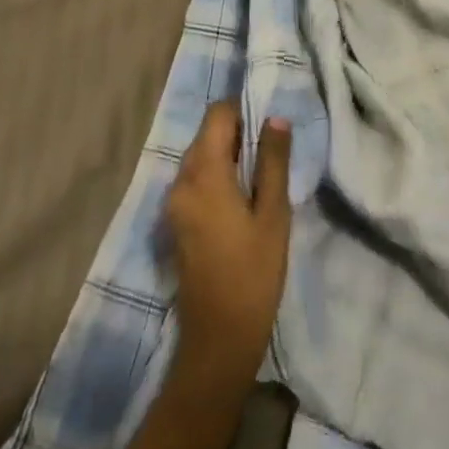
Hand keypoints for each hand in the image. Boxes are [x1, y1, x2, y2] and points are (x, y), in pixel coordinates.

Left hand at [165, 101, 291, 385]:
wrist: (219, 337)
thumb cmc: (254, 272)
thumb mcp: (273, 214)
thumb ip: (273, 161)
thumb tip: (275, 118)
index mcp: (204, 174)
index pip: (217, 116)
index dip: (242, 110)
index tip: (268, 123)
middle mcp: (181, 180)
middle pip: (205, 135)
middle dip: (236, 133)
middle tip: (270, 150)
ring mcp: (173, 203)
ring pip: (199, 157)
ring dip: (226, 155)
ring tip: (260, 173)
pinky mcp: (175, 221)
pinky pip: (194, 180)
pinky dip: (215, 175)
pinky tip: (240, 197)